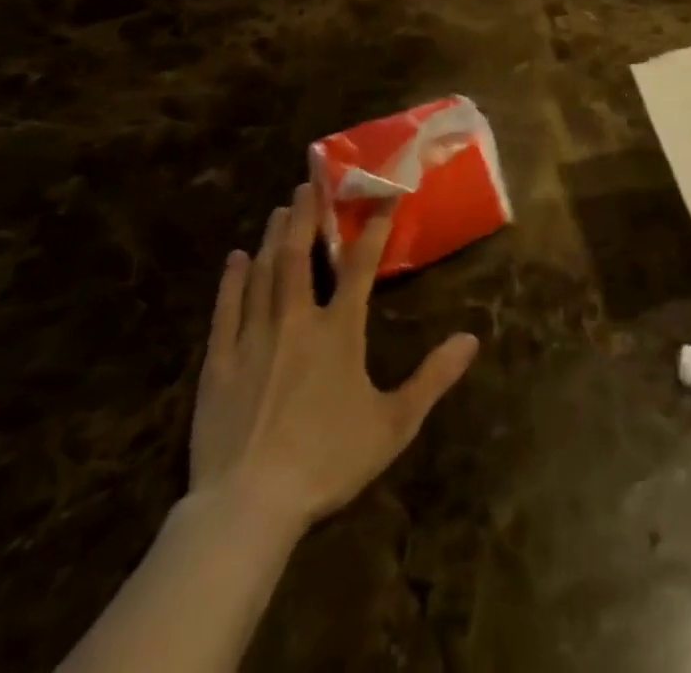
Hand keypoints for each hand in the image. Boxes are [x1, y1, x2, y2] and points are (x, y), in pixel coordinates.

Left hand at [188, 184, 478, 538]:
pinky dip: (232, 281)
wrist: (248, 506)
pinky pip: (227, 310)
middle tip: (309, 184)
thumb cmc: (327, 460)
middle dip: (308, 217)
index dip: (374, 226)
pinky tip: (235, 259)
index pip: (361, 265)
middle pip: (300, 256)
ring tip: (281, 209)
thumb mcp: (393, 424)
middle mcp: (296, 321)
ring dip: (274, 237)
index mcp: (339, 331)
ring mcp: (253, 339)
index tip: (383, 194)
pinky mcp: (218, 363)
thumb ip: (433, 378)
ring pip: (264, 274)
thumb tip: (471, 340)